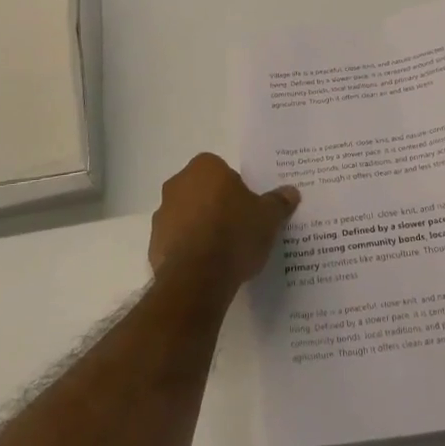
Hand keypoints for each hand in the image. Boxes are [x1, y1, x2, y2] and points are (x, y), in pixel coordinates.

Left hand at [150, 153, 298, 287]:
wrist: (198, 277)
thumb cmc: (235, 233)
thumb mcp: (268, 217)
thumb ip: (278, 201)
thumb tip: (291, 192)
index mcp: (205, 168)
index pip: (223, 171)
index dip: (236, 190)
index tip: (248, 209)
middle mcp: (178, 184)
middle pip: (202, 191)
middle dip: (216, 206)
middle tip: (238, 228)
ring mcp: (162, 215)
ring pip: (187, 216)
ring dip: (200, 228)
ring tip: (223, 253)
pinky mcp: (153, 244)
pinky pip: (177, 242)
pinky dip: (189, 251)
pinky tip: (206, 268)